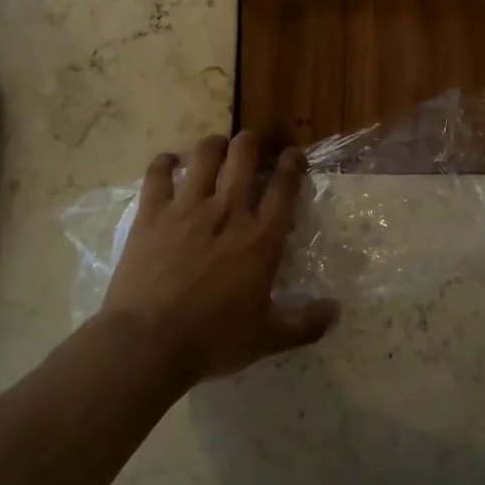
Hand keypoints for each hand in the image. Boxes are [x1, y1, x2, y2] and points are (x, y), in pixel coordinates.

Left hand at [100, 131, 339, 383]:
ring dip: (213, 145)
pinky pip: (158, 173)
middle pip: (244, 155)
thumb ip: (304, 324)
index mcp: (261, 238)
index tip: (293, 155)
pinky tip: (168, 162)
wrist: (148, 342)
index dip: (292, 163)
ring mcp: (187, 207)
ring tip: (215, 147)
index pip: (284, 185)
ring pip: (204, 154)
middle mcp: (228, 211)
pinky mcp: (152, 212)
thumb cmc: (212, 340)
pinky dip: (164, 162)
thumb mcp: (267, 338)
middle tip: (251, 145)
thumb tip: (336, 311)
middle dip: (251, 142)